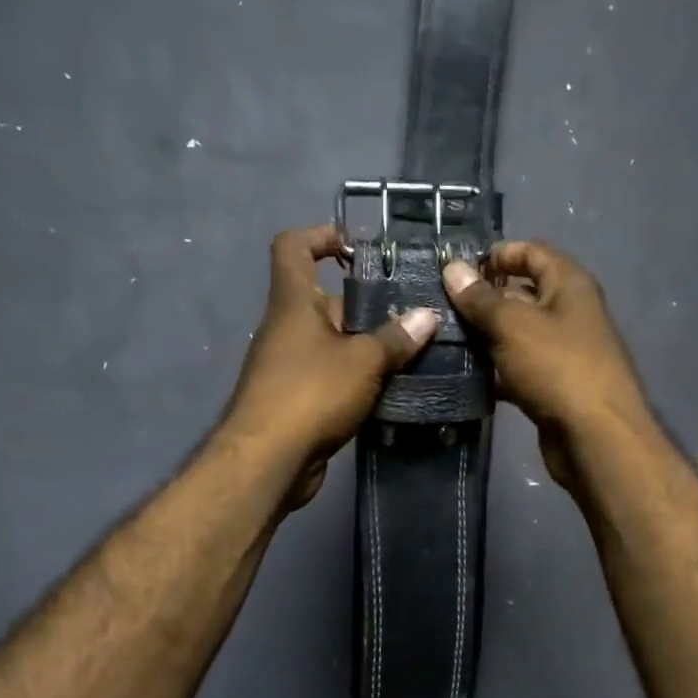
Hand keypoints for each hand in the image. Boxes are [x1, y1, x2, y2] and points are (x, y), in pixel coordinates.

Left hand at [226, 226, 439, 508]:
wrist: (269, 461)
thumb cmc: (311, 393)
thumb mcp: (363, 361)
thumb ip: (396, 338)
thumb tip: (428, 316)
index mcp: (293, 302)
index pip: (293, 246)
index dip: (321, 236)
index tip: (357, 250)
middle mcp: (287, 327)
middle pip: (326, 300)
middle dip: (368, 305)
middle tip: (412, 314)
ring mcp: (290, 365)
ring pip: (334, 342)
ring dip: (368, 346)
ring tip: (414, 352)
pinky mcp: (298, 398)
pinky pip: (333, 376)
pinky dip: (359, 379)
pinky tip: (394, 389)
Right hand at [442, 241, 653, 493]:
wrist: (594, 437)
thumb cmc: (557, 367)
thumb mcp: (513, 325)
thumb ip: (480, 298)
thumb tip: (453, 269)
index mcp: (569, 285)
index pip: (532, 252)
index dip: (498, 254)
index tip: (458, 268)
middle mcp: (569, 312)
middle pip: (522, 294)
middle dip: (483, 298)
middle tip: (439, 306)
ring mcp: (561, 352)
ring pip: (516, 334)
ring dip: (483, 337)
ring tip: (442, 339)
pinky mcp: (551, 386)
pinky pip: (516, 368)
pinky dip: (493, 371)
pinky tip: (461, 375)